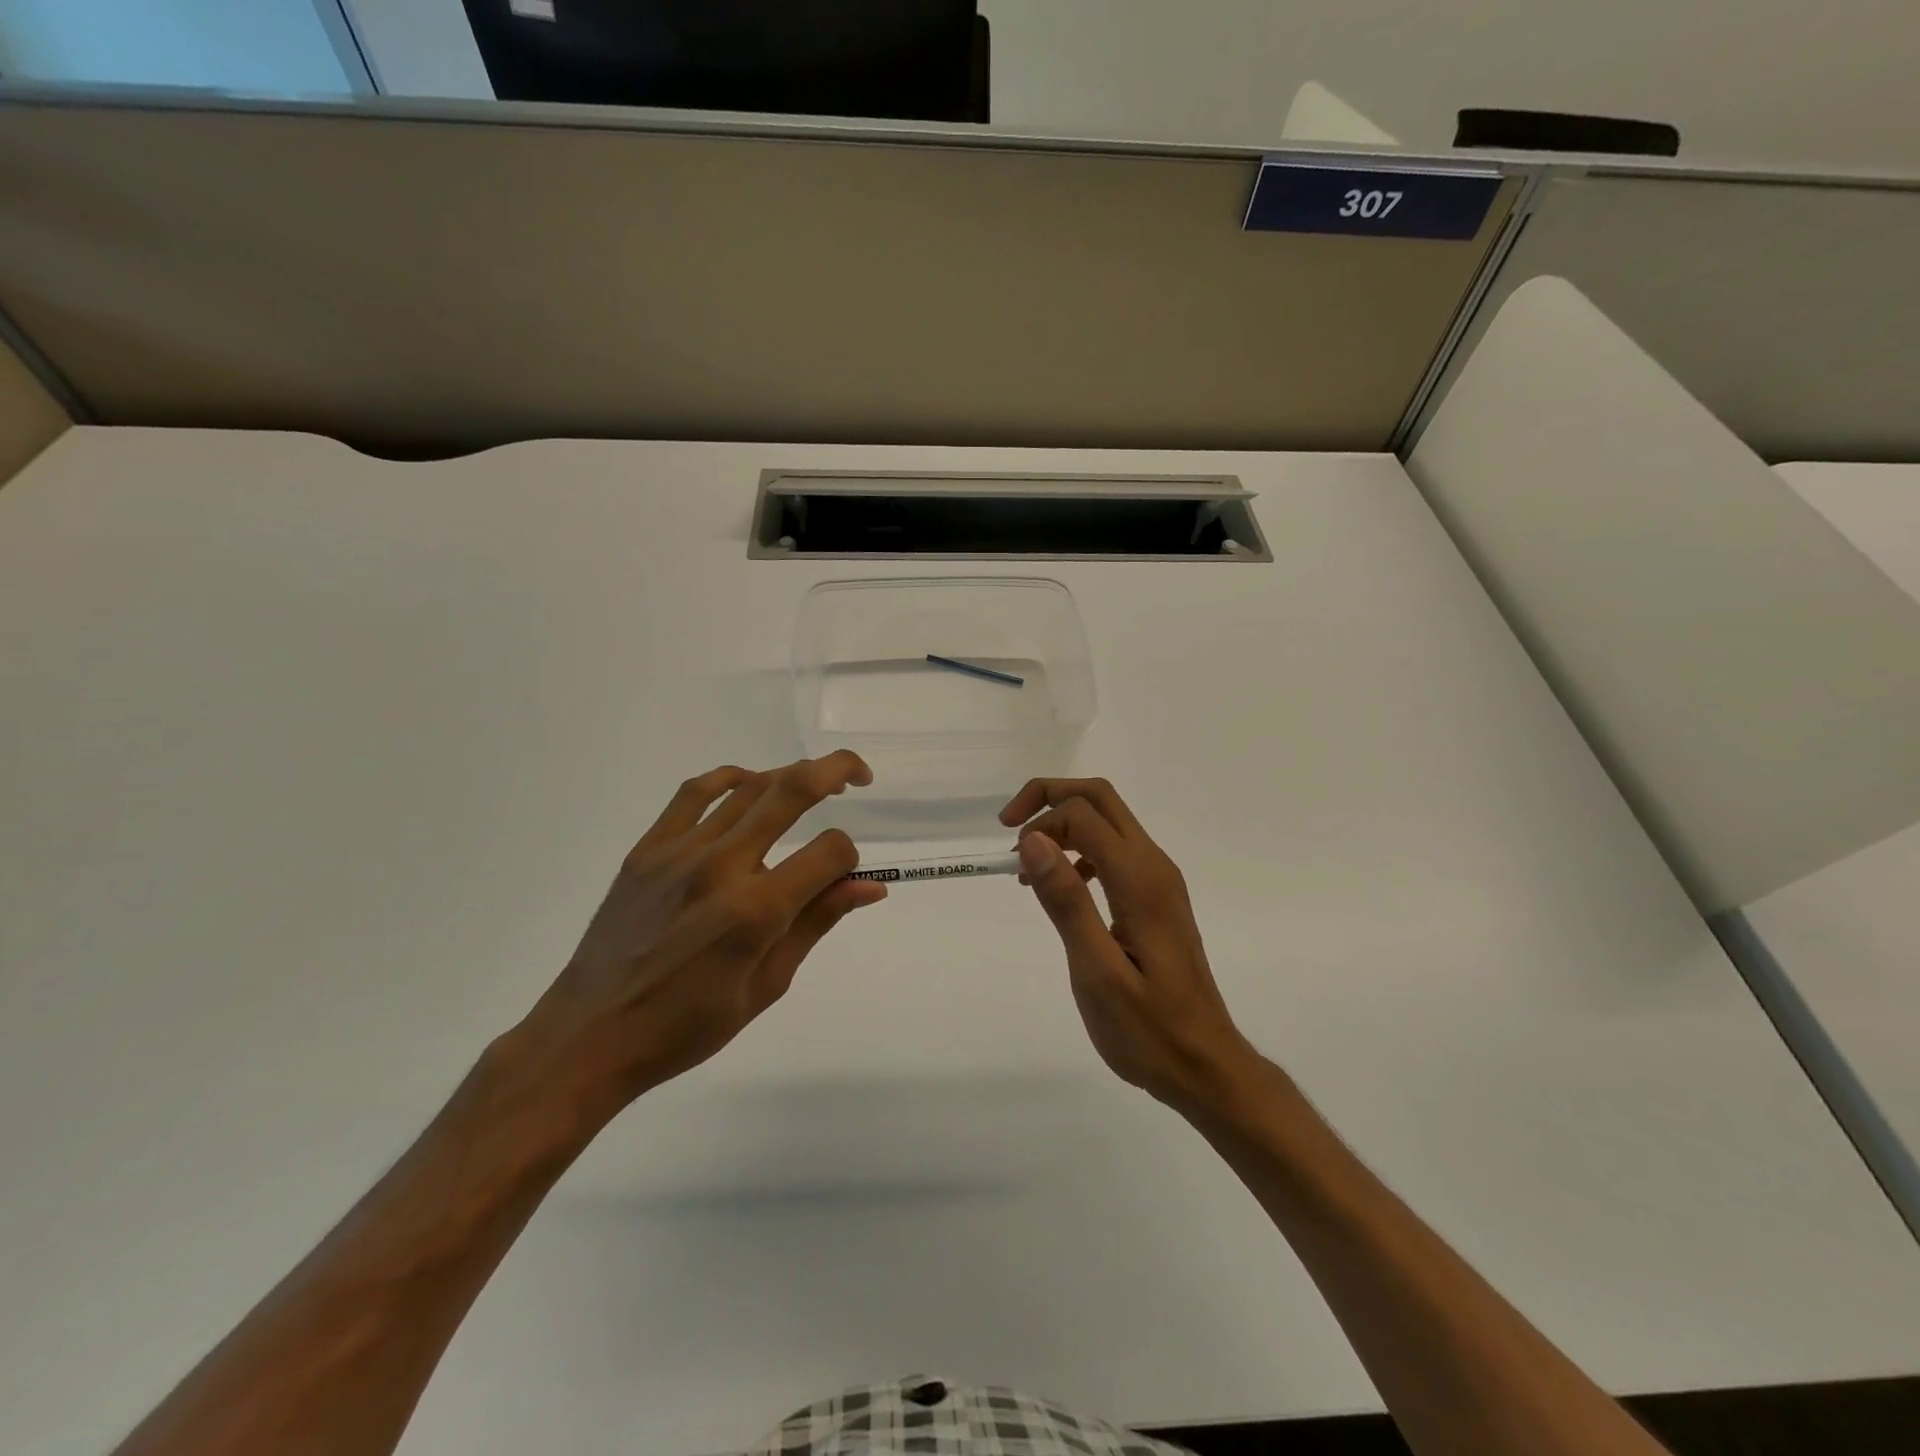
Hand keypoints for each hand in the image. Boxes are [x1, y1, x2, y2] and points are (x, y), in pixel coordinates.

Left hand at [510, 752, 884, 1127]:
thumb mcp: (767, 985)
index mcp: (757, 911)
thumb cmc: (688, 1025)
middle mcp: (721, 866)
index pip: (828, 853)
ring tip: (812, 784)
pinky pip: (694, 794)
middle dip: (835, 772)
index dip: (849, 859)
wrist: (592, 1035)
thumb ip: (817, 923)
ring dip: (789, 776)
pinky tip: (748, 783)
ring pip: (748, 788)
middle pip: (791, 792)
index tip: (843, 878)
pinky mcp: (648, 849)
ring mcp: (679, 851)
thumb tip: (870, 887)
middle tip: (859, 775)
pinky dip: (729, 778)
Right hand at [1001, 778, 1258, 1115]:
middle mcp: (1154, 866)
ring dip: (1063, 825)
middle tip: (1009, 829)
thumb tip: (1033, 841)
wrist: (1205, 1065)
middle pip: (1100, 799)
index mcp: (1140, 880)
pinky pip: (1115, 850)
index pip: (1083, 814)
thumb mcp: (1096, 972)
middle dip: (1050, 798)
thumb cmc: (1147, 1030)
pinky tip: (1064, 887)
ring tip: (1028, 867)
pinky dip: (1080, 850)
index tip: (1009, 859)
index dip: (1040, 821)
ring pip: (1108, 821)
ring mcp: (1159, 880)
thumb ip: (1066, 901)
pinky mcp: (1157, 897)